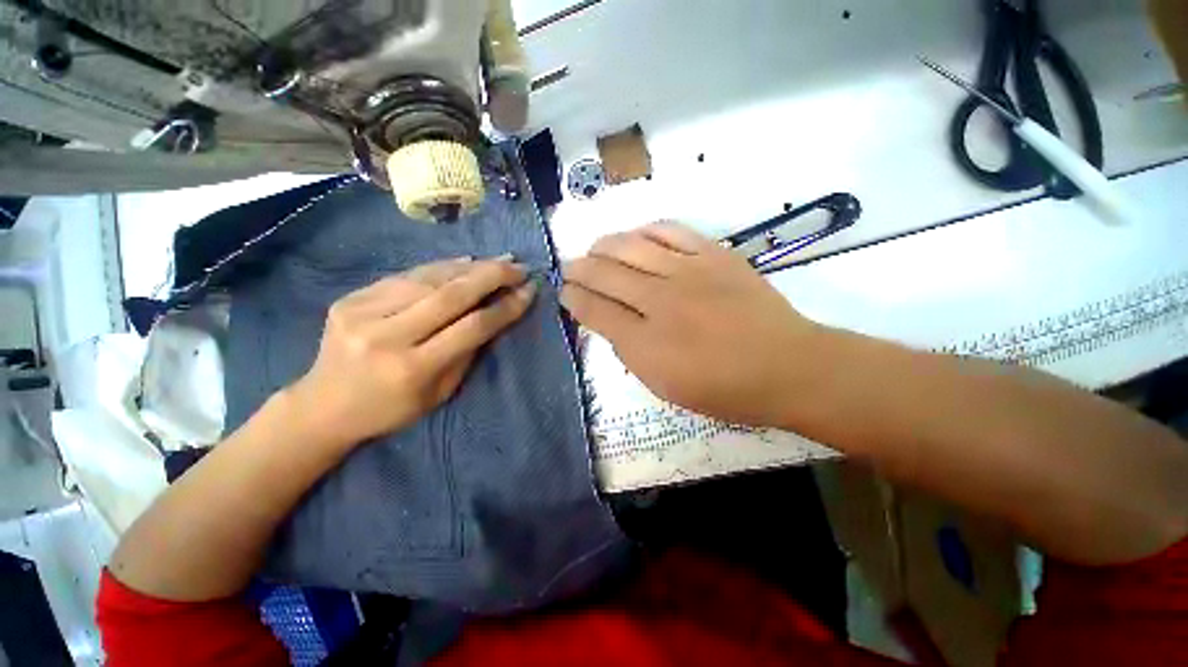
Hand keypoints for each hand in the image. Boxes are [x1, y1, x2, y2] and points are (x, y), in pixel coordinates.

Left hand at [287, 256, 536, 447]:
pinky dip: (440, 267)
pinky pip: (406, 276)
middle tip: (518, 266)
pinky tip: (462, 262)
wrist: (323, 407)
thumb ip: (468, 351)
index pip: (472, 327)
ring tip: (497, 261)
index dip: (505, 306)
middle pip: (451, 295)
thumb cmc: (391, 409)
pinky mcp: (350, 298)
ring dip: (469, 267)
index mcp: (413, 368)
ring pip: (429, 279)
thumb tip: (495, 313)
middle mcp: (387, 336)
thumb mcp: (440, 393)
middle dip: (492, 276)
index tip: (529, 290)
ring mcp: (362, 312)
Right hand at [561, 222, 821, 426]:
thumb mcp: (666, 387)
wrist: (787, 366)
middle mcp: (660, 301)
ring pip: (630, 246)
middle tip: (570, 267)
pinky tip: (635, 236)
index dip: (573, 299)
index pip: (594, 310)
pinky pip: (669, 230)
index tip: (565, 293)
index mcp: (646, 343)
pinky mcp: (713, 254)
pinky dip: (645, 231)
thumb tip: (611, 323)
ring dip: (604, 246)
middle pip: (605, 274)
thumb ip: (631, 353)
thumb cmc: (725, 389)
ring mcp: (687, 272)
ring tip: (594, 249)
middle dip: (579, 269)